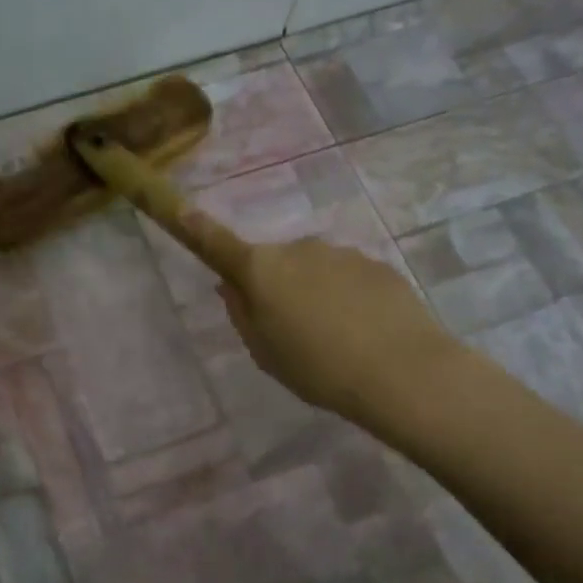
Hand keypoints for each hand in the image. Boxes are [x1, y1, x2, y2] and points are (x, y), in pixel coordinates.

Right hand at [197, 225, 462, 430]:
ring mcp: (341, 253)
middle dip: (276, 286)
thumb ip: (243, 314)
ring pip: (313, 270)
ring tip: (334, 339)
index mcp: (262, 270)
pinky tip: (363, 332)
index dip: (197, 229)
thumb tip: (232, 286)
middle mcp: (298, 249)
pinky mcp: (377, 264)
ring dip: (314, 293)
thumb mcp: (264, 352)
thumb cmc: (317, 368)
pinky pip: (347, 278)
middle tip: (289, 332)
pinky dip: (347, 298)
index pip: (219, 244)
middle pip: (274, 263)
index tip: (180, 210)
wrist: (402, 372)